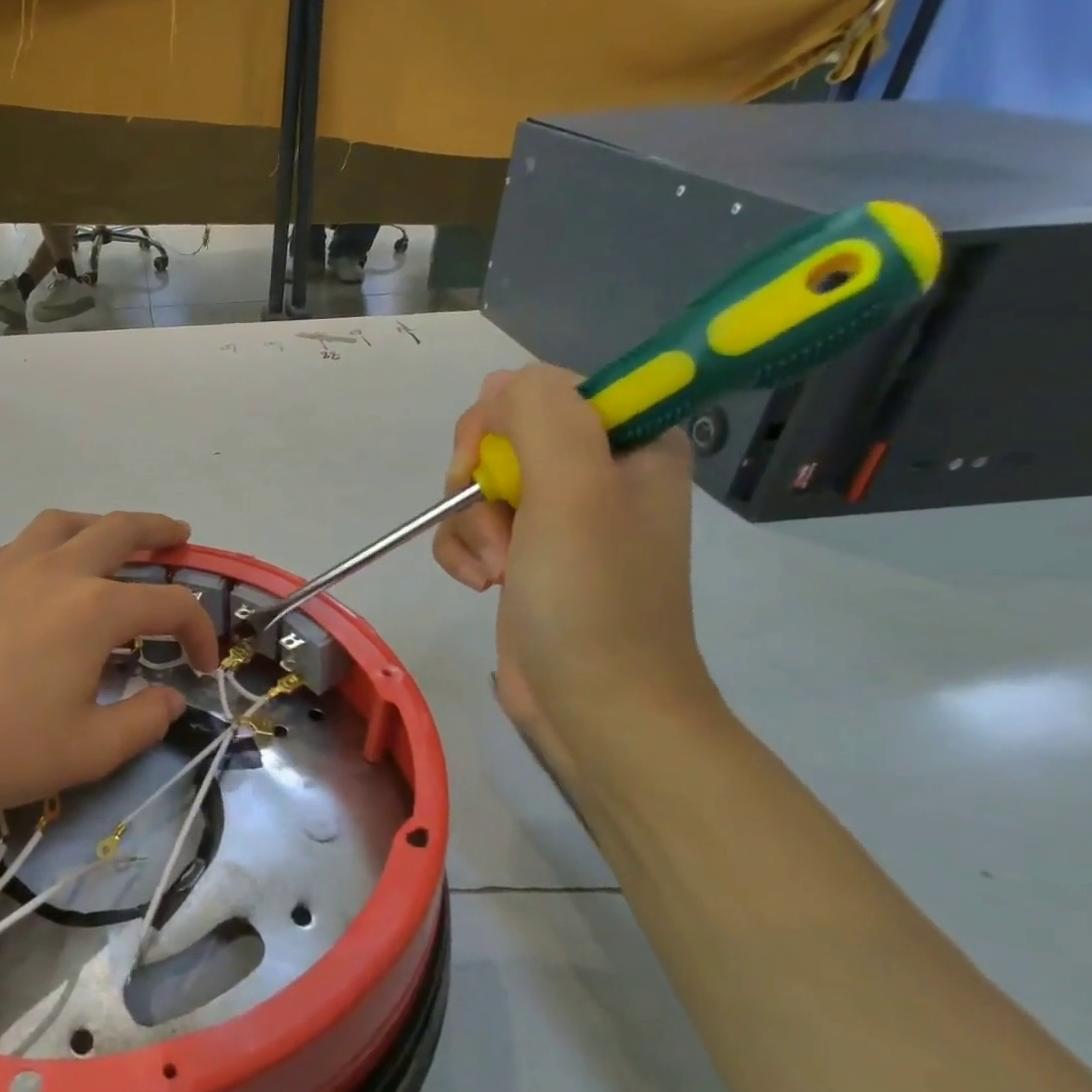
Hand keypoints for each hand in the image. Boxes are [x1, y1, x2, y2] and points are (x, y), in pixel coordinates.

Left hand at [0, 510, 218, 823]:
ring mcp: (10, 569)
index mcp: (95, 609)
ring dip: (103, 524)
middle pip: (121, 530)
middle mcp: (58, 573)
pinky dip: (58, 540)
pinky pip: (29, 541)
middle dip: (160, 533)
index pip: (170, 605)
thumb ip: (144, 721)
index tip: (205, 668)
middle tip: (181, 538)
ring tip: (117, 541)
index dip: (200, 632)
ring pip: (67, 522)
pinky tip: (54, 572)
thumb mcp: (88, 750)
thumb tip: (172, 697)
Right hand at [432, 365, 716, 765]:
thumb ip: (539, 414)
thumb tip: (498, 386)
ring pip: (477, 487)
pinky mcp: (524, 556)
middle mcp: (595, 472)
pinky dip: (463, 554)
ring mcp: (557, 518)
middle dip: (481, 486)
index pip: (543, 392)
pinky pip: (470, 528)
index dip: (503, 424)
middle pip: (500, 439)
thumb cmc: (592, 598)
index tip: (491, 468)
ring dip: (470, 528)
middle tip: (500, 528)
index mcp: (629, 442)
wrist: (595, 705)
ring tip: (496, 571)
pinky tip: (478, 584)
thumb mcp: (572, 490)